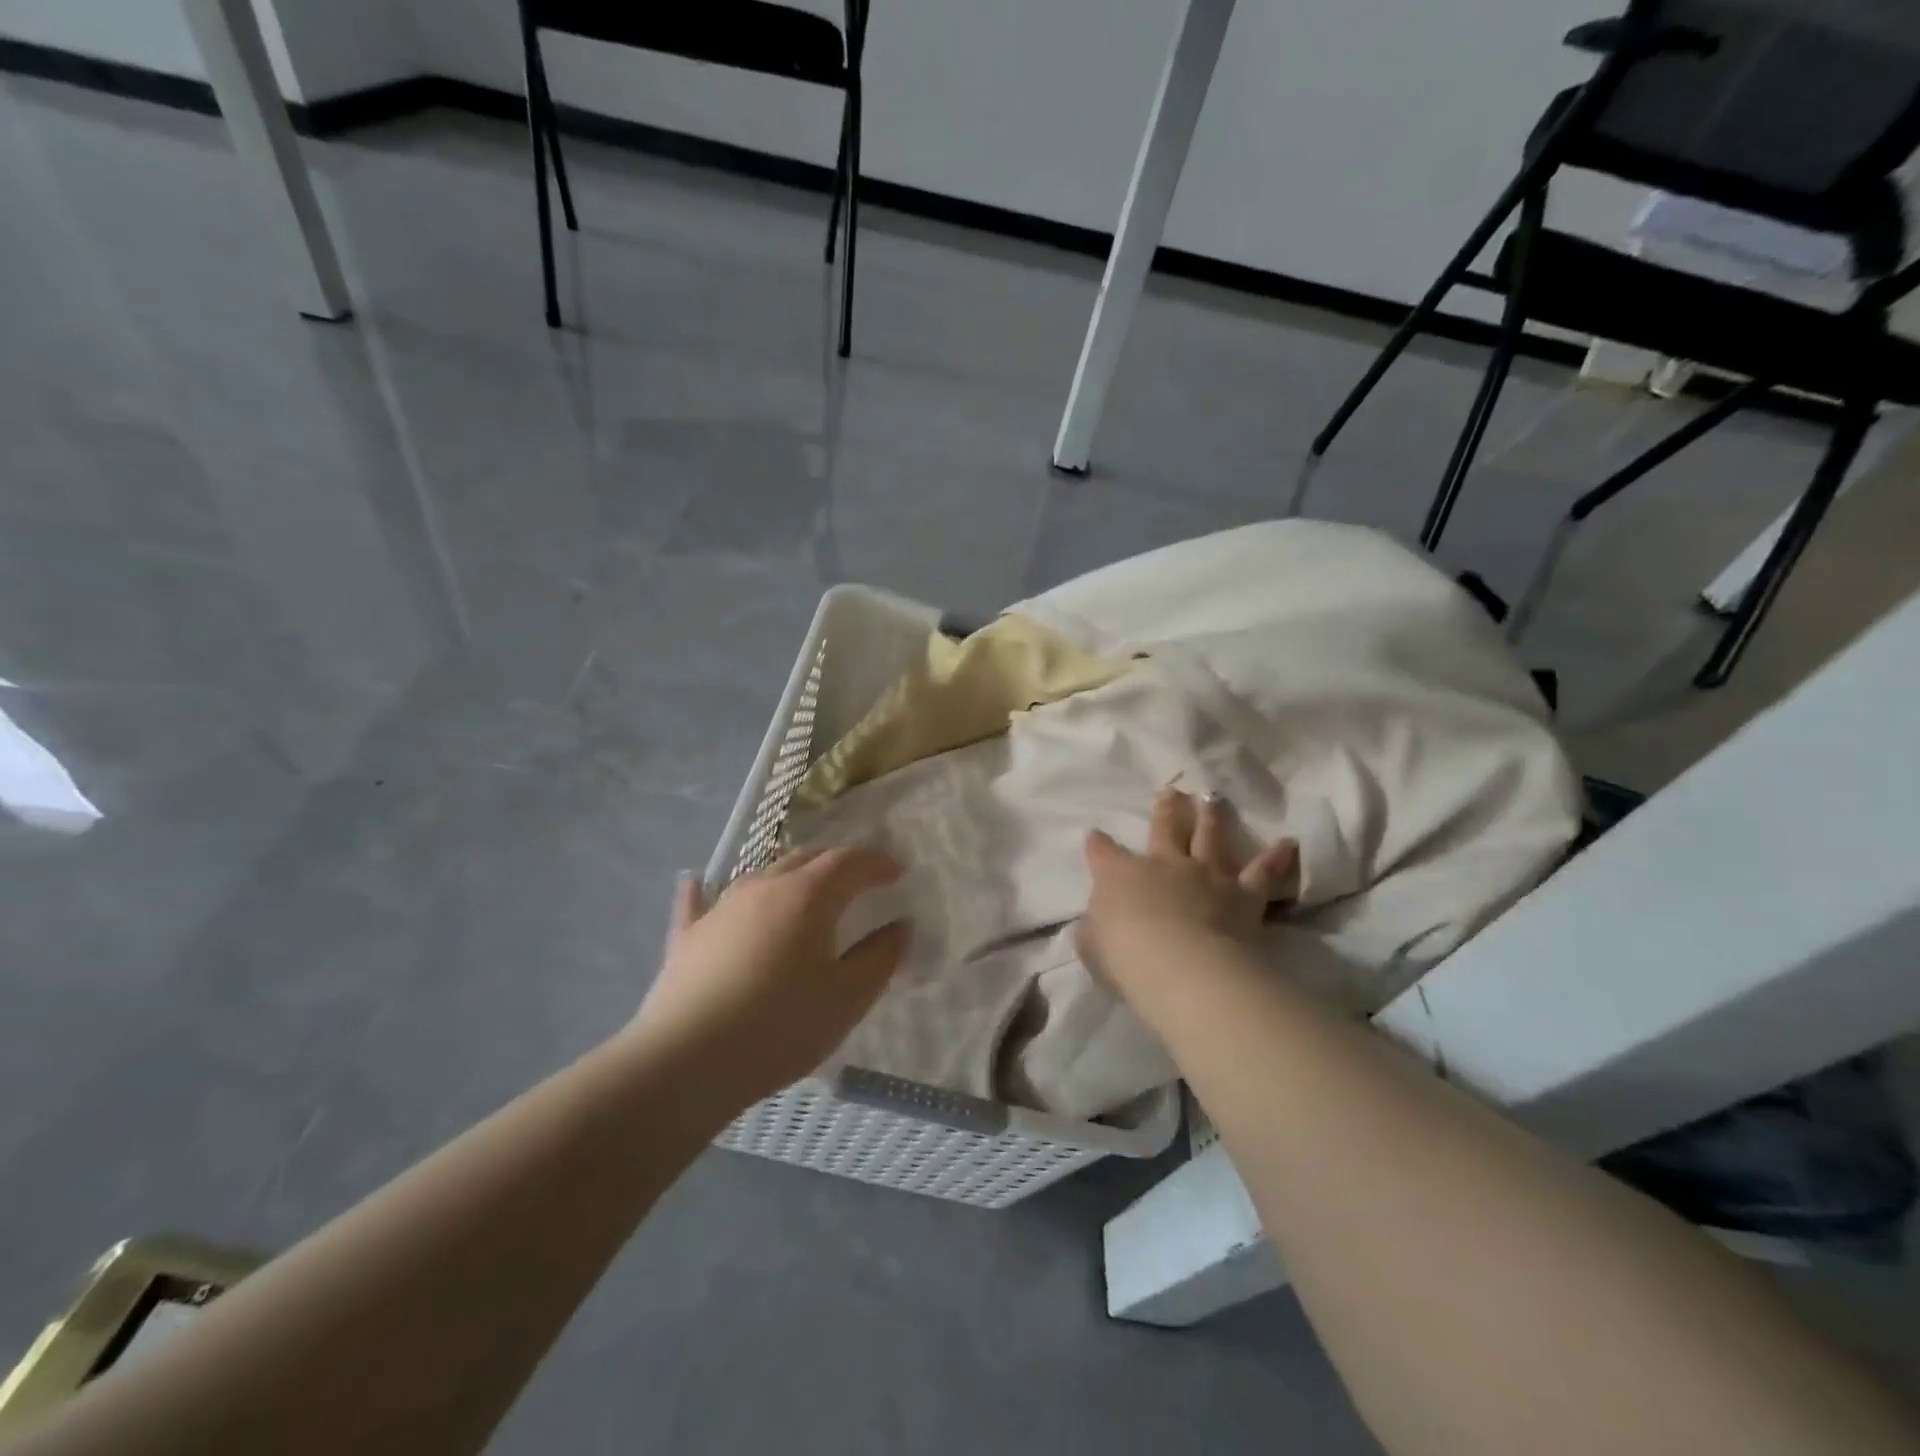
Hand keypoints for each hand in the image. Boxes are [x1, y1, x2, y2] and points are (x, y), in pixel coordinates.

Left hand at [625, 847, 908, 1112]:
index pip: (849, 861)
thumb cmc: (779, 1028)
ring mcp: (720, 908)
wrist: (685, 1062)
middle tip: (860, 881)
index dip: (877, 862)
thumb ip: (880, 957)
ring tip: (805, 891)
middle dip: (838, 863)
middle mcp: (763, 886)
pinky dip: (706, 890)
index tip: (898, 872)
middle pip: (806, 858)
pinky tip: (695, 881)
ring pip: (762, 875)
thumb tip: (900, 926)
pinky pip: (699, 902)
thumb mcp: (847, 999)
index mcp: (807, 895)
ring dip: (791, 876)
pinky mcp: (688, 936)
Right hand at [1078, 789, 1295, 993]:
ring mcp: (1206, 875)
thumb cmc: (1127, 959)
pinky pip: (1263, 872)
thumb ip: (1095, 930)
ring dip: (1212, 817)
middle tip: (1171, 791)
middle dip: (1166, 809)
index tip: (1095, 835)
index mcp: (1120, 875)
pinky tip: (1288, 843)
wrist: (1184, 967)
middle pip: (1165, 829)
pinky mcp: (1243, 895)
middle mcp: (1165, 865)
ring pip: (1211, 837)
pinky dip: (1276, 858)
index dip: (1098, 844)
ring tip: (1214, 799)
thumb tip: (1096, 922)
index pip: (1103, 853)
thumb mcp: (1092, 948)